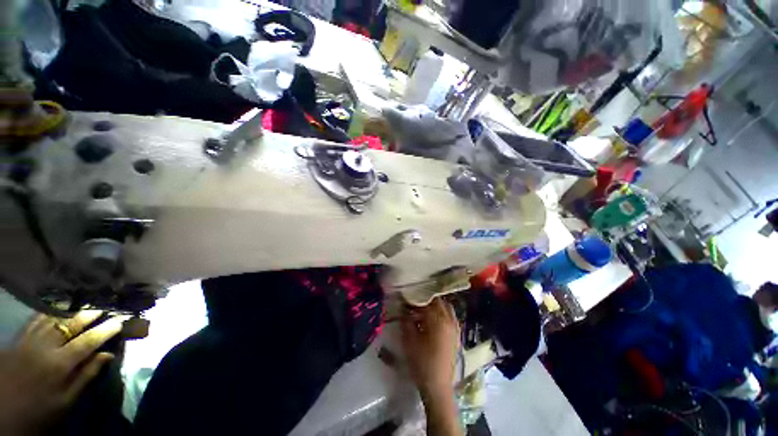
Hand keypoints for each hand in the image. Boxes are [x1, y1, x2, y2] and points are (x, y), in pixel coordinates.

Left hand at [0, 311, 123, 435]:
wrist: (4, 414)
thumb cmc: (42, 411)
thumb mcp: (66, 401)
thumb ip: (86, 376)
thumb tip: (108, 355)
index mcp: (60, 364)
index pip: (88, 342)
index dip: (105, 330)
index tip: (120, 321)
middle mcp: (45, 347)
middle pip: (69, 326)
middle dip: (87, 315)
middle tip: (102, 308)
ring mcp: (29, 341)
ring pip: (50, 319)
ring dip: (69, 311)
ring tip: (81, 305)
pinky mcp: (18, 340)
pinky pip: (34, 321)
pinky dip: (48, 313)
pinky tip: (55, 310)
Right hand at [401, 297, 459, 398]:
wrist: (438, 387)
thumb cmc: (422, 363)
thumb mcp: (409, 340)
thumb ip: (406, 321)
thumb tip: (403, 308)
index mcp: (438, 320)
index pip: (427, 301)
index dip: (416, 299)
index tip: (407, 299)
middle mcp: (450, 320)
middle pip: (438, 302)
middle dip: (426, 300)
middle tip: (414, 304)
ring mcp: (455, 328)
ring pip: (446, 308)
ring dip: (435, 306)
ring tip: (423, 311)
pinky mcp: (457, 336)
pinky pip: (450, 317)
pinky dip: (442, 314)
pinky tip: (432, 321)